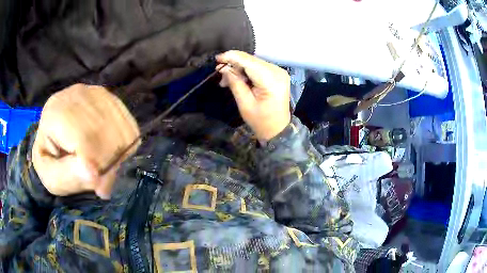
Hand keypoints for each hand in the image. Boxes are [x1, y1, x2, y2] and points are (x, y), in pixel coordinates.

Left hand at [32, 84, 139, 198]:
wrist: (55, 139)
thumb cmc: (52, 161)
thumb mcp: (51, 177)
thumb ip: (66, 176)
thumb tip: (93, 173)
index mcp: (54, 112)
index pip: (84, 137)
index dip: (96, 165)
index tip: (100, 189)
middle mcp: (77, 94)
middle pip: (105, 132)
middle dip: (107, 164)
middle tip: (101, 183)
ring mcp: (96, 93)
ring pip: (120, 129)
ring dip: (117, 156)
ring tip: (103, 166)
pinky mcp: (111, 99)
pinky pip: (130, 126)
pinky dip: (126, 146)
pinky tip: (111, 152)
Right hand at [216, 51, 290, 141]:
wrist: (278, 129)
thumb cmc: (261, 121)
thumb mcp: (245, 104)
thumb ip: (235, 83)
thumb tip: (224, 68)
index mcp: (272, 80)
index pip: (249, 62)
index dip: (232, 57)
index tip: (217, 58)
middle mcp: (278, 71)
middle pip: (251, 60)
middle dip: (234, 65)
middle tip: (220, 75)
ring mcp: (279, 71)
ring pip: (253, 62)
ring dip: (238, 69)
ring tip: (226, 81)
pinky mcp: (277, 74)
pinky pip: (258, 67)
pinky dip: (246, 71)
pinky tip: (238, 79)